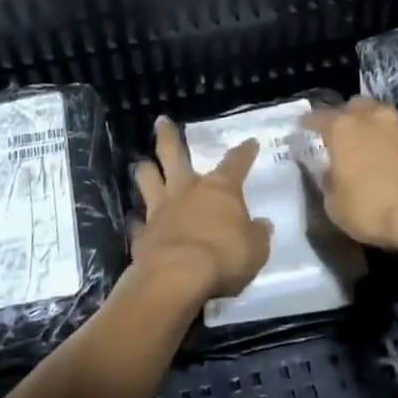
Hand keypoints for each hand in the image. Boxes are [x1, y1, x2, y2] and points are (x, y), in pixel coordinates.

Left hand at [130, 117, 271, 302]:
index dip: (244, 152)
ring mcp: (160, 210)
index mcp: (220, 189)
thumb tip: (262, 225)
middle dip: (168, 136)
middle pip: (173, 154)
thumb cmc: (223, 256)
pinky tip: (135, 223)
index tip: (250, 142)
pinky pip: (137, 223)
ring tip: (142, 164)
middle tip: (161, 121)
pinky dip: (136, 222)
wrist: (177, 277)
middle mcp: (187, 190)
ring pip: (148, 179)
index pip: (236, 163)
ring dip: (145, 170)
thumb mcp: (256, 249)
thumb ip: (257, 234)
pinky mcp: (142, 234)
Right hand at [301, 97, 397, 259]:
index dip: (309, 124)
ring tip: (377, 150)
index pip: (317, 116)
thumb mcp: (335, 205)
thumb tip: (332, 172)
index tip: (304, 130)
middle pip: (356, 107)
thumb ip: (328, 181)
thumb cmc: (375, 210)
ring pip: (385, 118)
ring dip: (378, 130)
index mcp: (344, 127)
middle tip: (345, 138)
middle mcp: (375, 116)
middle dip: (348, 118)